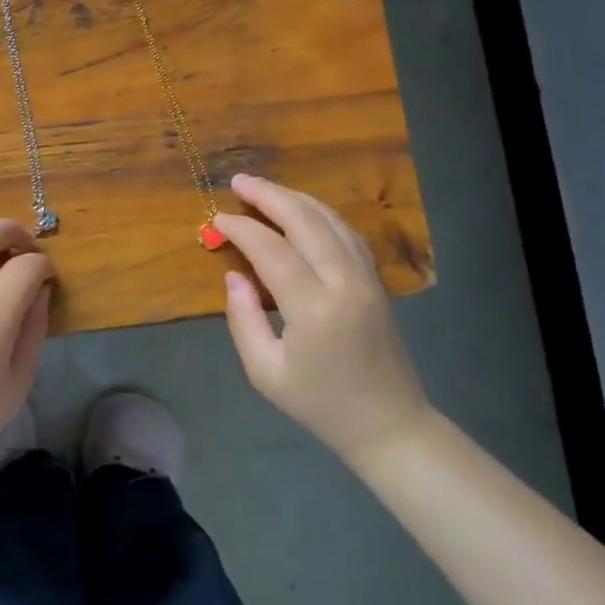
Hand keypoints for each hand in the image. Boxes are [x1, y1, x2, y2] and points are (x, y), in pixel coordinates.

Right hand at [215, 174, 430, 466]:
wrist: (388, 424)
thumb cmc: (319, 404)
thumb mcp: (265, 373)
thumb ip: (243, 319)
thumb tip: (235, 275)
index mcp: (314, 309)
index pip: (272, 250)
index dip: (241, 229)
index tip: (216, 219)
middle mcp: (344, 283)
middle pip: (306, 221)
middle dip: (269, 195)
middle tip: (238, 181)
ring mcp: (366, 278)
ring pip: (330, 220)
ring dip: (295, 198)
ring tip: (263, 189)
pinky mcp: (376, 280)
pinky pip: (347, 232)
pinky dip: (320, 213)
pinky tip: (301, 209)